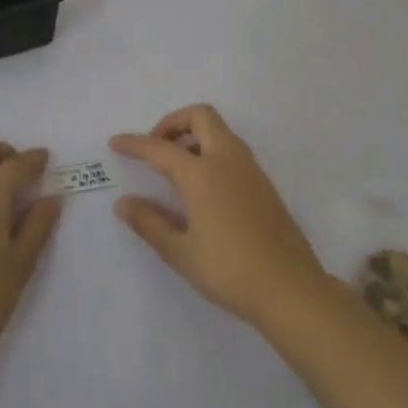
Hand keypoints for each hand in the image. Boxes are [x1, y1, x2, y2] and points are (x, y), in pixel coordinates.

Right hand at [111, 105, 328, 326]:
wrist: (292, 290)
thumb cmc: (229, 270)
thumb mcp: (180, 252)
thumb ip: (149, 223)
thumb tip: (124, 203)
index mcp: (203, 174)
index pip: (160, 148)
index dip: (134, 144)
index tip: (115, 143)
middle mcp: (228, 161)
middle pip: (201, 116)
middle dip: (173, 123)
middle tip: (156, 148)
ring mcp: (251, 171)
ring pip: (220, 131)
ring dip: (194, 135)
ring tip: (175, 167)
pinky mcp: (265, 186)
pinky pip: (233, 150)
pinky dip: (212, 151)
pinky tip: (202, 187)